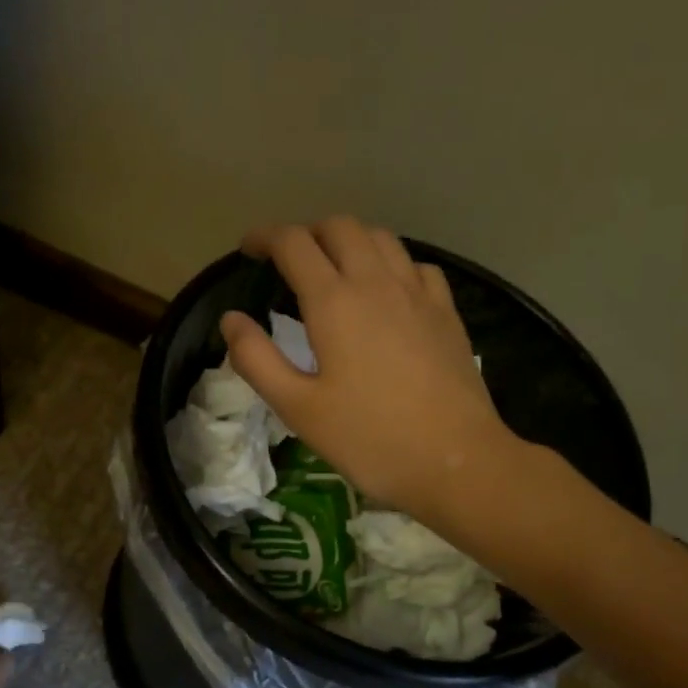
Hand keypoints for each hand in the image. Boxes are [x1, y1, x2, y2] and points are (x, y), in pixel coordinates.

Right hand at [222, 217, 516, 516]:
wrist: (456, 460)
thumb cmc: (369, 439)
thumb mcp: (298, 409)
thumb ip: (257, 360)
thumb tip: (231, 319)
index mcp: (335, 302)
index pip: (294, 243)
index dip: (265, 237)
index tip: (248, 249)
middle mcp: (377, 282)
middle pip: (340, 227)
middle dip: (308, 232)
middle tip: (289, 260)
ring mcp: (419, 294)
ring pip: (382, 238)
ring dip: (350, 240)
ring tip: (334, 268)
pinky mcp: (447, 313)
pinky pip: (416, 265)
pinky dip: (391, 263)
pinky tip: (388, 290)